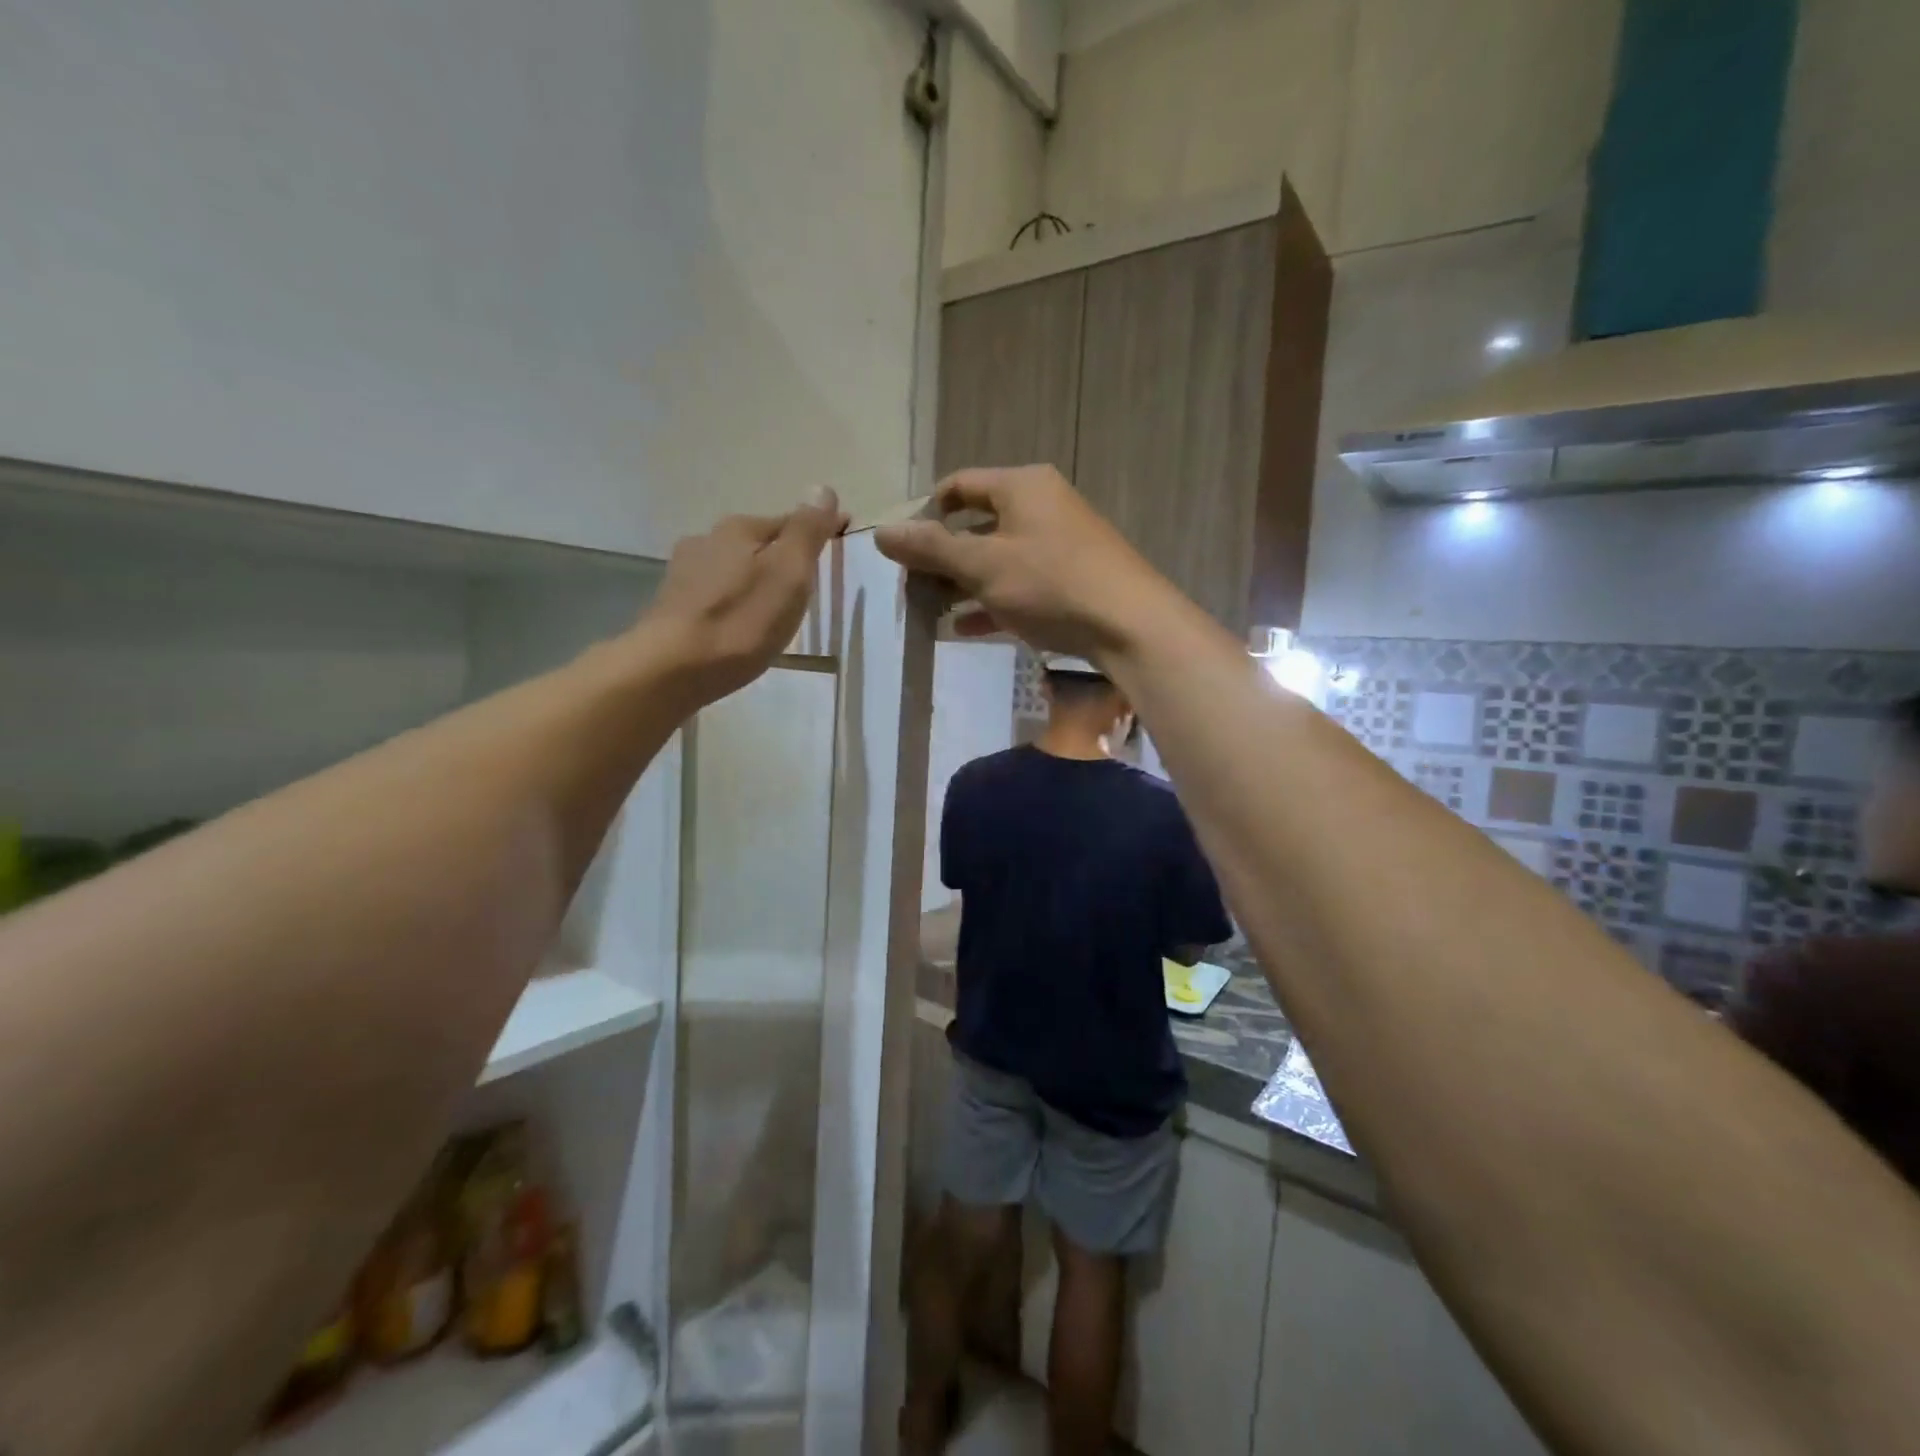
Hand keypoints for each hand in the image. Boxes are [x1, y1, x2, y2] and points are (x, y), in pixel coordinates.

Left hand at [640, 488, 847, 705]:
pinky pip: (717, 594)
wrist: (672, 668)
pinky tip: (740, 624)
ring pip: (735, 568)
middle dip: (784, 558)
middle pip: (759, 543)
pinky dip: (735, 602)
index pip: (791, 521)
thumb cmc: (741, 621)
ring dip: (756, 580)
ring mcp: (685, 572)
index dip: (819, 531)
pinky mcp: (674, 606)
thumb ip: (806, 531)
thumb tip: (822, 488)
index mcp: (740, 529)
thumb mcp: (788, 573)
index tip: (841, 545)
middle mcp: (707, 540)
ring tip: (775, 609)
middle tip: (810, 586)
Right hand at [873, 466, 1172, 658]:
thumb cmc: (1051, 583)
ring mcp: (1060, 544)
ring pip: (998, 558)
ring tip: (931, 612)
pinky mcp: (1071, 579)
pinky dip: (993, 602)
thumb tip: (880, 532)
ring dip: (963, 584)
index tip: (903, 549)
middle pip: (977, 524)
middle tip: (913, 588)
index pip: (959, 485)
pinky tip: (967, 629)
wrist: (1131, 626)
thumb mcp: (983, 565)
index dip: (925, 513)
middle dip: (942, 557)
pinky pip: (1021, 584)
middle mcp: (1042, 505)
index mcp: (1021, 486)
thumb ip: (931, 548)